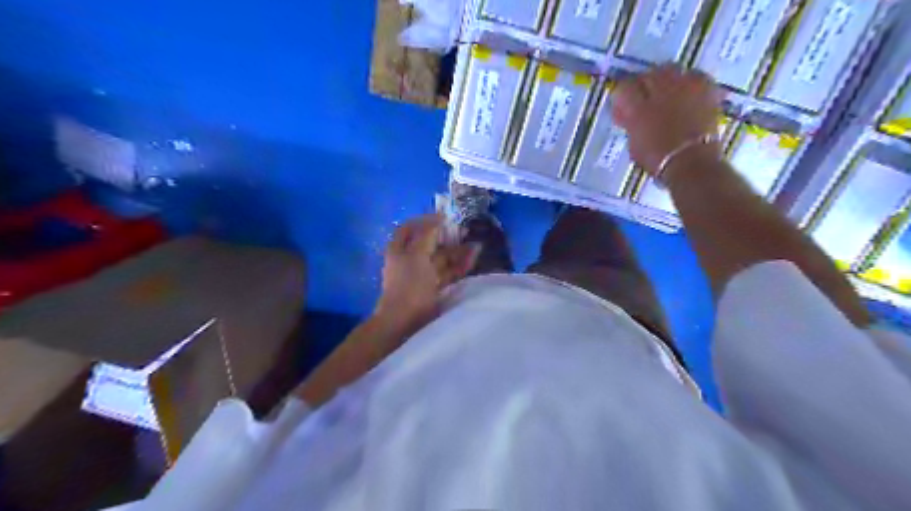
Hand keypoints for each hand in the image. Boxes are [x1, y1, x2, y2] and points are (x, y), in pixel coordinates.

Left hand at [373, 213, 478, 333]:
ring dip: (458, 250)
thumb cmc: (409, 284)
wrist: (406, 322)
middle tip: (465, 230)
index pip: (410, 229)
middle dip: (447, 236)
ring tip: (476, 244)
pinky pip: (450, 272)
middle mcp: (411, 260)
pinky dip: (461, 264)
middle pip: (429, 243)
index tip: (444, 217)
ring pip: (442, 258)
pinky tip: (474, 257)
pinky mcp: (436, 288)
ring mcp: (424, 275)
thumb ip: (427, 234)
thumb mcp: (416, 254)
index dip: (425, 220)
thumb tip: (439, 218)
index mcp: (400, 250)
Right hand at [612, 65, 727, 177]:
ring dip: (665, 79)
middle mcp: (660, 91)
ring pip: (670, 70)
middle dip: (643, 84)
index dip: (622, 95)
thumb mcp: (633, 143)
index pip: (624, 88)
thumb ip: (629, 123)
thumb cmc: (657, 160)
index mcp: (638, 108)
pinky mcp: (705, 89)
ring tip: (666, 93)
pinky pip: (694, 75)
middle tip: (644, 98)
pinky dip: (688, 81)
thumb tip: (626, 114)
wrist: (691, 164)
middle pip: (647, 75)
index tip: (623, 105)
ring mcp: (684, 88)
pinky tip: (686, 93)